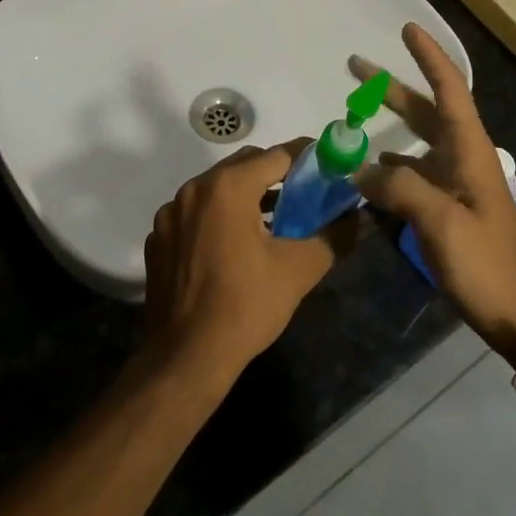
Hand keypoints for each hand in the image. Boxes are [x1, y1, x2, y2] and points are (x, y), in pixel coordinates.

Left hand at [143, 140, 351, 387]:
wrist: (185, 359)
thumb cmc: (245, 307)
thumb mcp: (299, 270)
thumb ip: (333, 235)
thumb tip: (357, 217)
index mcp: (228, 187)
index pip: (277, 155)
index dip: (307, 157)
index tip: (328, 164)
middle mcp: (194, 188)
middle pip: (245, 165)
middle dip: (276, 174)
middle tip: (304, 193)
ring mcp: (171, 213)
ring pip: (217, 187)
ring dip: (247, 194)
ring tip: (274, 219)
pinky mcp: (159, 237)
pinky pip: (196, 212)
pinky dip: (218, 216)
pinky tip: (234, 246)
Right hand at [353, 24, 515, 367]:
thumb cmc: (486, 262)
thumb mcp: (441, 222)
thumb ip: (399, 187)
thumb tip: (360, 168)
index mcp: (469, 149)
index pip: (449, 88)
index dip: (429, 56)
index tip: (407, 29)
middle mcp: (463, 156)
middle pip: (426, 109)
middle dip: (393, 86)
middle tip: (356, 67)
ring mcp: (456, 182)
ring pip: (417, 140)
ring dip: (389, 123)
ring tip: (353, 116)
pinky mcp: (449, 206)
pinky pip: (413, 172)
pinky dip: (390, 163)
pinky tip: (368, 170)